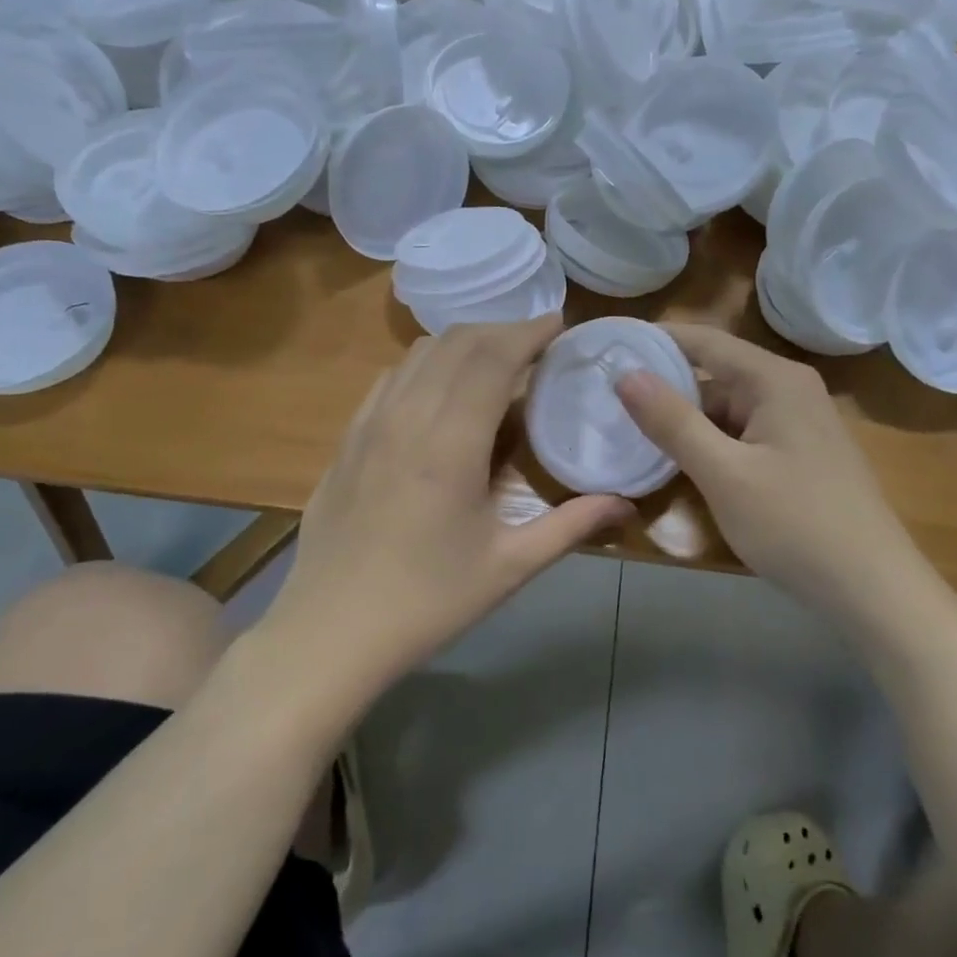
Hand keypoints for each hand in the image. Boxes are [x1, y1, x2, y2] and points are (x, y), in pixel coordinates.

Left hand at [270, 315, 632, 690]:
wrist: (329, 632)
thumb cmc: (427, 601)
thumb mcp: (508, 567)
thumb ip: (571, 526)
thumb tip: (626, 504)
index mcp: (449, 443)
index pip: (492, 358)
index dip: (528, 332)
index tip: (560, 324)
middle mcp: (406, 417)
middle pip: (456, 343)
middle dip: (502, 330)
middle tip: (538, 343)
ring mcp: (369, 424)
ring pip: (419, 353)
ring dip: (463, 342)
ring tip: (496, 359)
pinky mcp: (347, 439)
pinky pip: (391, 378)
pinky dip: (426, 364)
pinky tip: (441, 389)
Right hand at [614, 322, 915, 610]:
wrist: (872, 589)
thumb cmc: (795, 525)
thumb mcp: (723, 473)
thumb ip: (672, 422)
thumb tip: (625, 374)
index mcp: (775, 380)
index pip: (705, 341)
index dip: (656, 341)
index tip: (609, 346)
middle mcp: (790, 389)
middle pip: (716, 376)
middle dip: (666, 390)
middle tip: (609, 403)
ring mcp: (799, 423)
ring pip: (728, 410)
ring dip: (688, 423)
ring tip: (633, 435)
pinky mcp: (800, 454)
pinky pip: (745, 435)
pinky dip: (713, 444)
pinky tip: (683, 465)